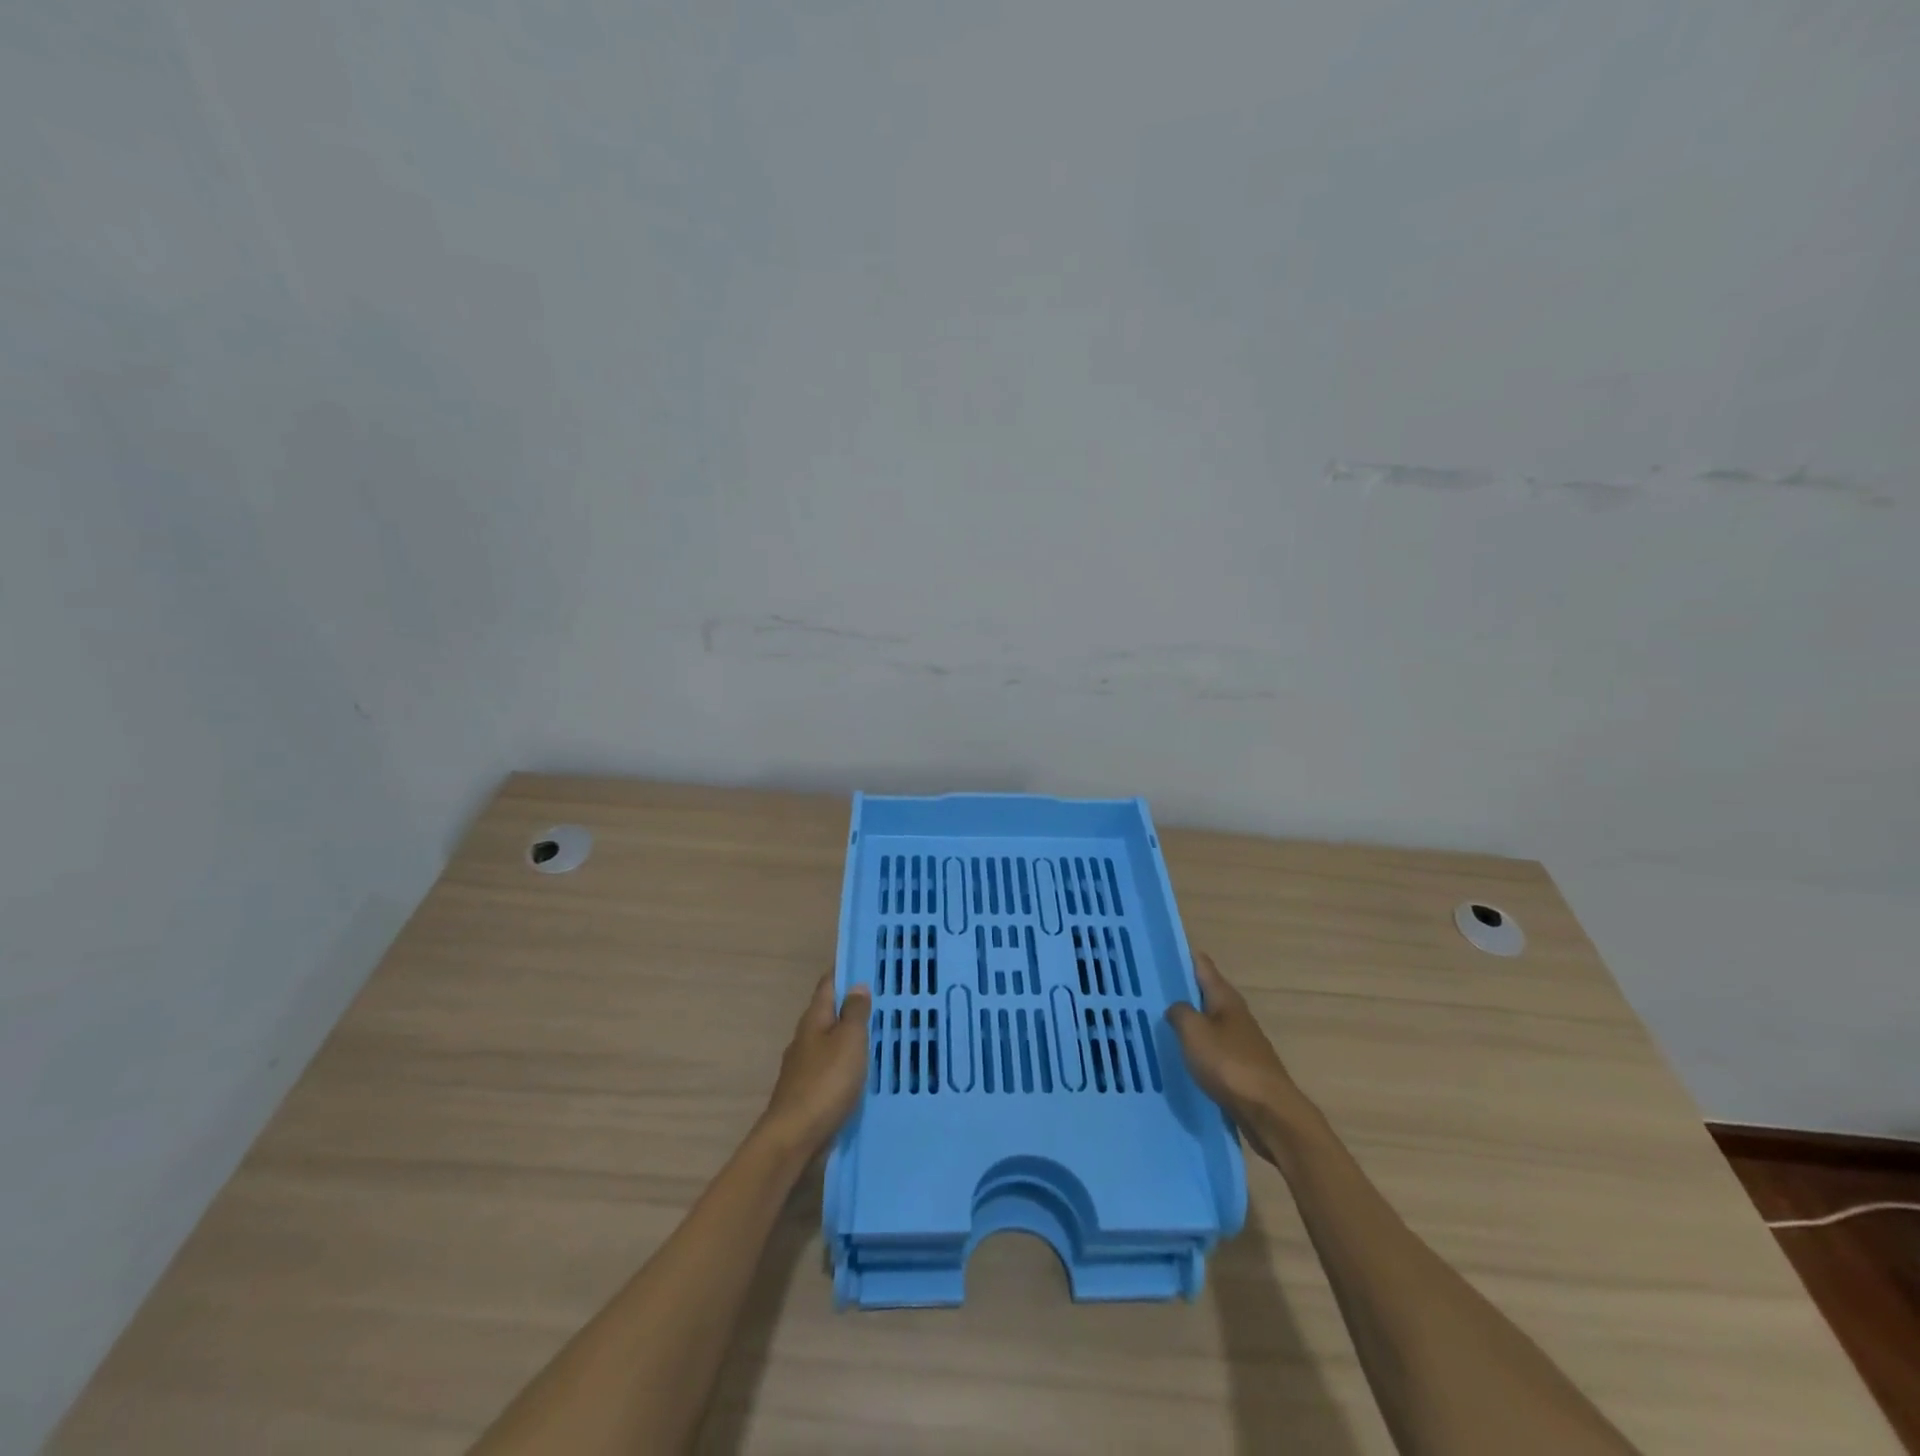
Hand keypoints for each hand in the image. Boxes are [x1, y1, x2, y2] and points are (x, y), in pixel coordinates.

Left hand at [757, 974, 871, 1160]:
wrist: (794, 1139)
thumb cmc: (825, 1082)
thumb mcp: (849, 1041)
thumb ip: (854, 1013)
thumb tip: (856, 985)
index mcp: (813, 1020)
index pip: (827, 985)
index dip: (843, 972)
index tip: (864, 964)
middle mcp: (805, 1039)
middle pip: (828, 1014)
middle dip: (850, 1007)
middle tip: (882, 1000)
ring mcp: (803, 1068)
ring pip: (830, 1043)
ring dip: (850, 1038)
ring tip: (879, 1035)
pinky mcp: (808, 1094)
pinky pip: (832, 1070)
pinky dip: (847, 1065)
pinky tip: (863, 1072)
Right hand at [1168, 953, 1310, 1157]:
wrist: (1269, 1113)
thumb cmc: (1229, 1064)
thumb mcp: (1194, 1032)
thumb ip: (1180, 1013)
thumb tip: (1177, 1008)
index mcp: (1225, 999)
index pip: (1203, 966)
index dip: (1185, 956)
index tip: (1163, 951)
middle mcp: (1236, 1015)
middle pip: (1207, 994)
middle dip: (1184, 990)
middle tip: (1153, 988)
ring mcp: (1242, 1043)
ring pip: (1210, 1023)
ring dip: (1191, 1021)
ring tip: (1163, 1022)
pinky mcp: (1243, 1069)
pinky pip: (1215, 1049)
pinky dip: (1199, 1047)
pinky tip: (1184, 1056)